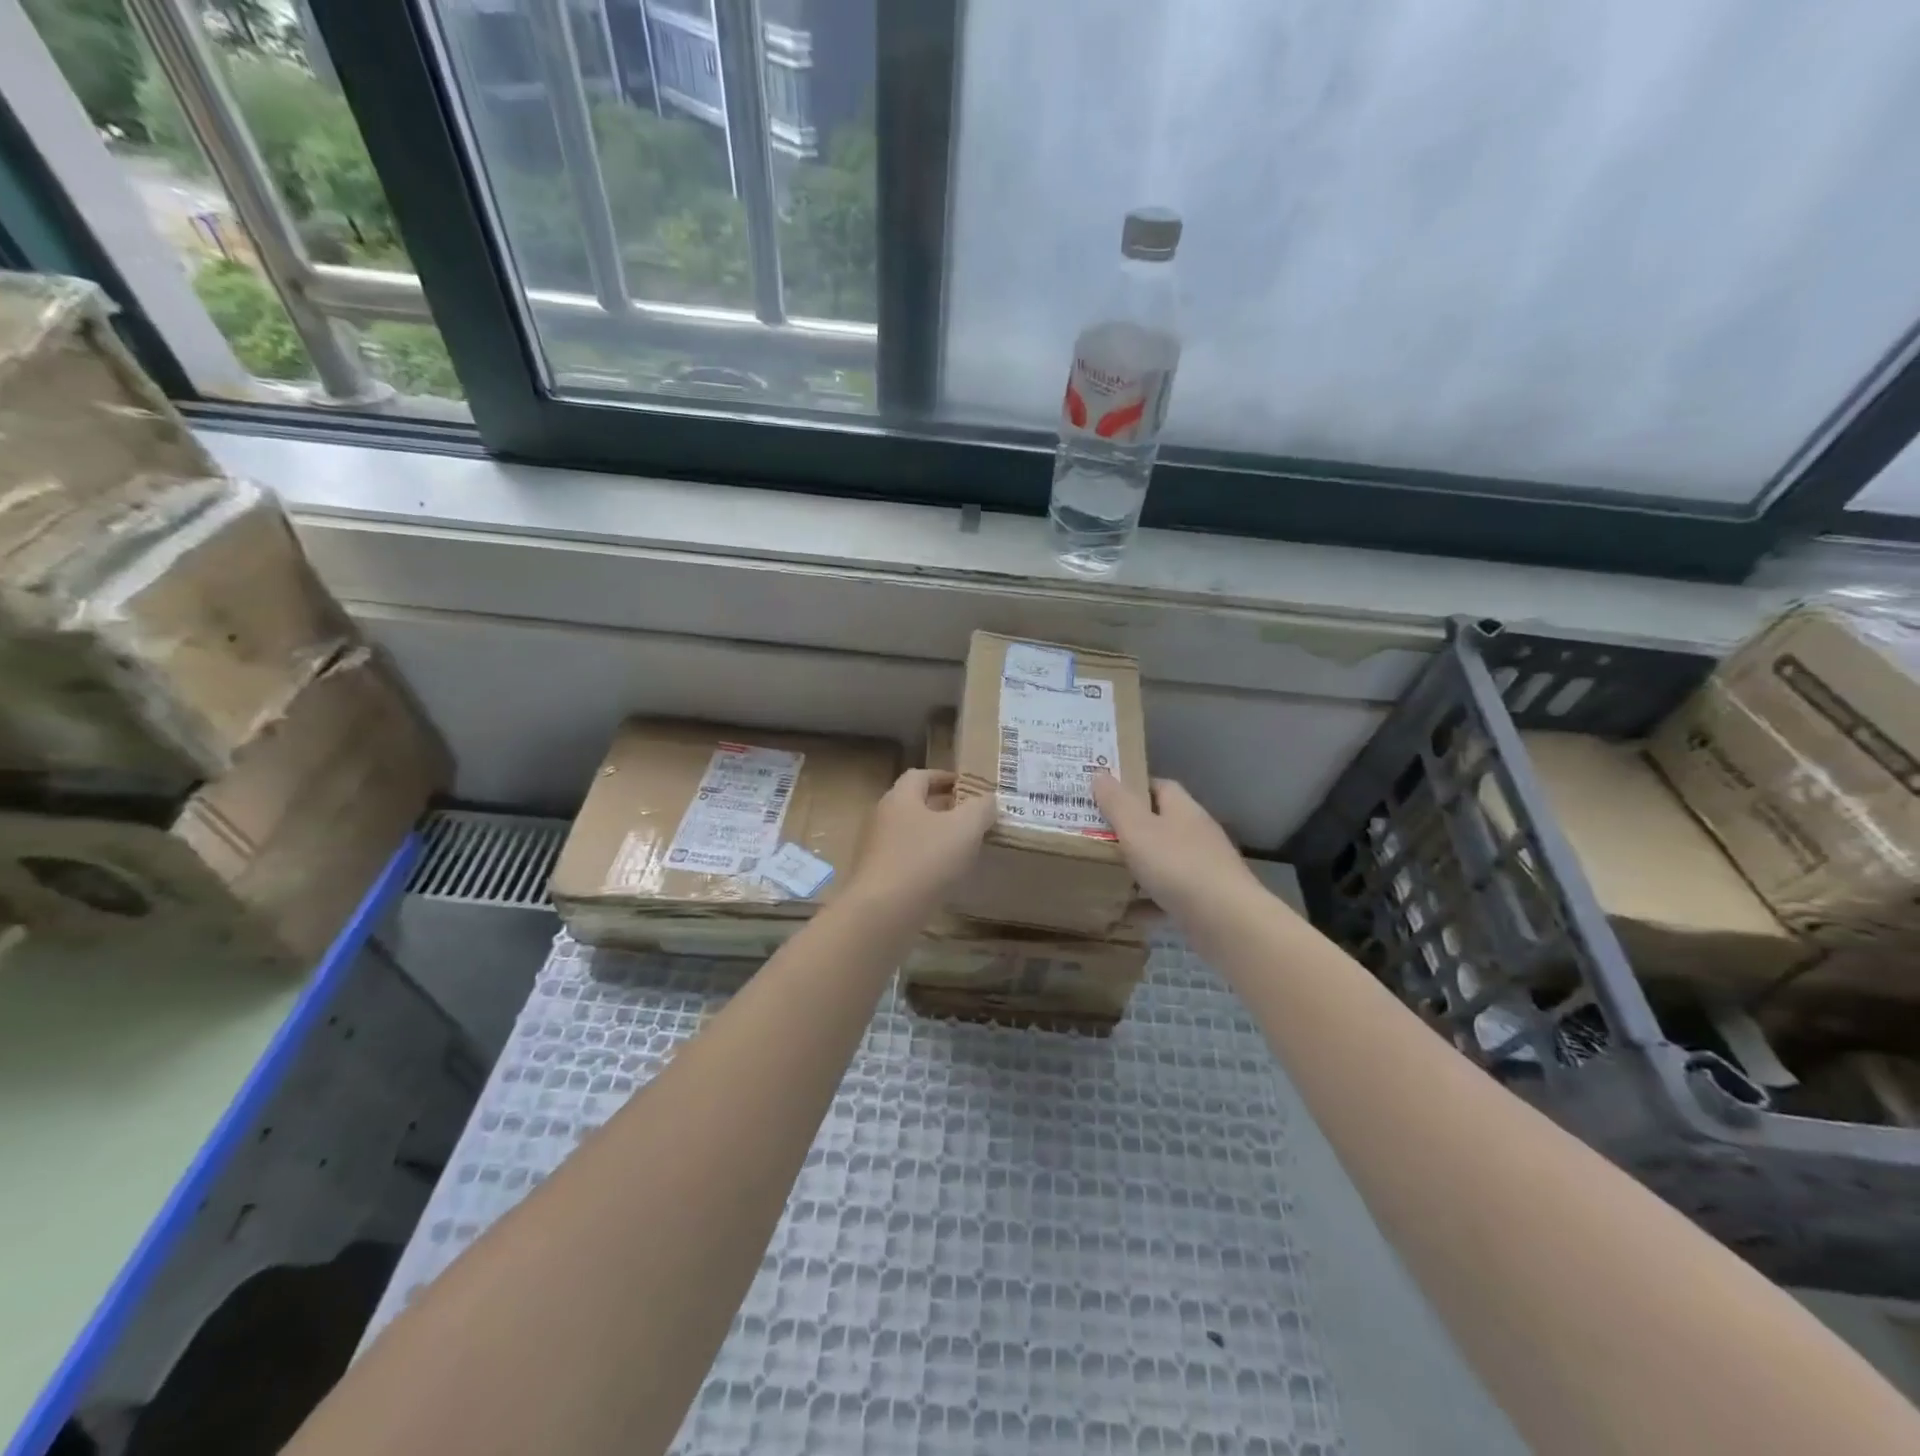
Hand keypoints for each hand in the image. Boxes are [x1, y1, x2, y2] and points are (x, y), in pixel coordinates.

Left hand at [844, 769, 994, 911]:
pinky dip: (923, 862)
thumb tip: (988, 799)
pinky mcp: (875, 877)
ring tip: (961, 849)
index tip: (968, 787)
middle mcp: (882, 817)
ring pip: (909, 833)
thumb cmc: (925, 860)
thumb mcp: (965, 828)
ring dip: (933, 837)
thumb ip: (980, 808)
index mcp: (900, 797)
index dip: (945, 777)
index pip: (921, 775)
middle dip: (942, 808)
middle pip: (913, 804)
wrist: (882, 913)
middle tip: (970, 818)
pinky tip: (942, 877)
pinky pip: (904, 860)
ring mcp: (875, 849)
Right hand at [1092, 772, 1257, 918]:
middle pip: (1160, 823)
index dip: (1132, 787)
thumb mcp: (1137, 829)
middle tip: (1095, 834)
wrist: (1227, 922)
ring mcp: (1203, 868)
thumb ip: (1116, 802)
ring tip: (1103, 872)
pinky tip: (1126, 911)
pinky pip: (1168, 895)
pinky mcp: (1204, 900)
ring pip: (1164, 860)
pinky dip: (1147, 901)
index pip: (1159, 786)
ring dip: (1138, 866)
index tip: (1104, 795)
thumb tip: (1099, 774)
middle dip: (1130, 828)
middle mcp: (1196, 834)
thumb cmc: (1178, 866)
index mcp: (1183, 809)